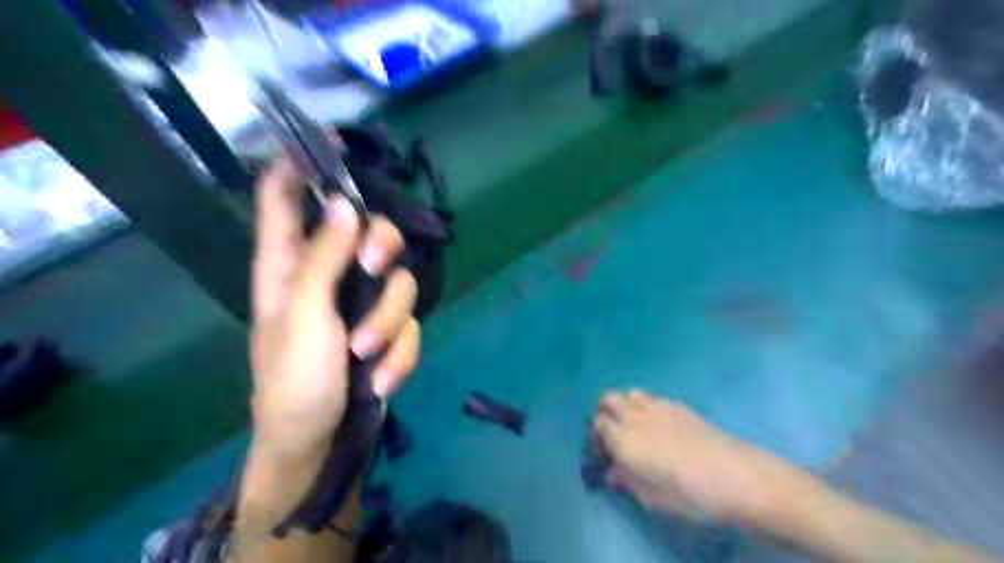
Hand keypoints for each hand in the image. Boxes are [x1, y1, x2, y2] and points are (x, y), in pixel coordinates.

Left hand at [253, 158, 419, 457]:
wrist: (321, 442)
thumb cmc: (293, 381)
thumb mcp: (302, 316)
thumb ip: (322, 258)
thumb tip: (343, 202)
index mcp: (289, 264)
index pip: (283, 197)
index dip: (299, 164)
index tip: (329, 140)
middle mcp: (330, 275)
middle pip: (367, 229)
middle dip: (379, 246)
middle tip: (373, 267)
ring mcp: (364, 304)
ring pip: (400, 282)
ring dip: (388, 323)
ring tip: (367, 356)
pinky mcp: (389, 332)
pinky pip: (410, 326)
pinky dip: (400, 354)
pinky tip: (380, 381)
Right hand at [590, 390, 805, 525]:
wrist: (740, 478)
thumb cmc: (692, 497)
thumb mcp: (653, 499)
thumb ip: (628, 482)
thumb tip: (612, 473)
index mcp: (624, 440)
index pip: (597, 425)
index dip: (596, 439)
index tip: (605, 457)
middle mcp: (636, 416)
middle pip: (608, 399)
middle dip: (604, 412)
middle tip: (612, 435)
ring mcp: (659, 407)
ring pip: (630, 393)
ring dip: (625, 405)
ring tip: (635, 427)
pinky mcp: (680, 406)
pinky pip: (653, 397)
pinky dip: (647, 405)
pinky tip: (661, 425)